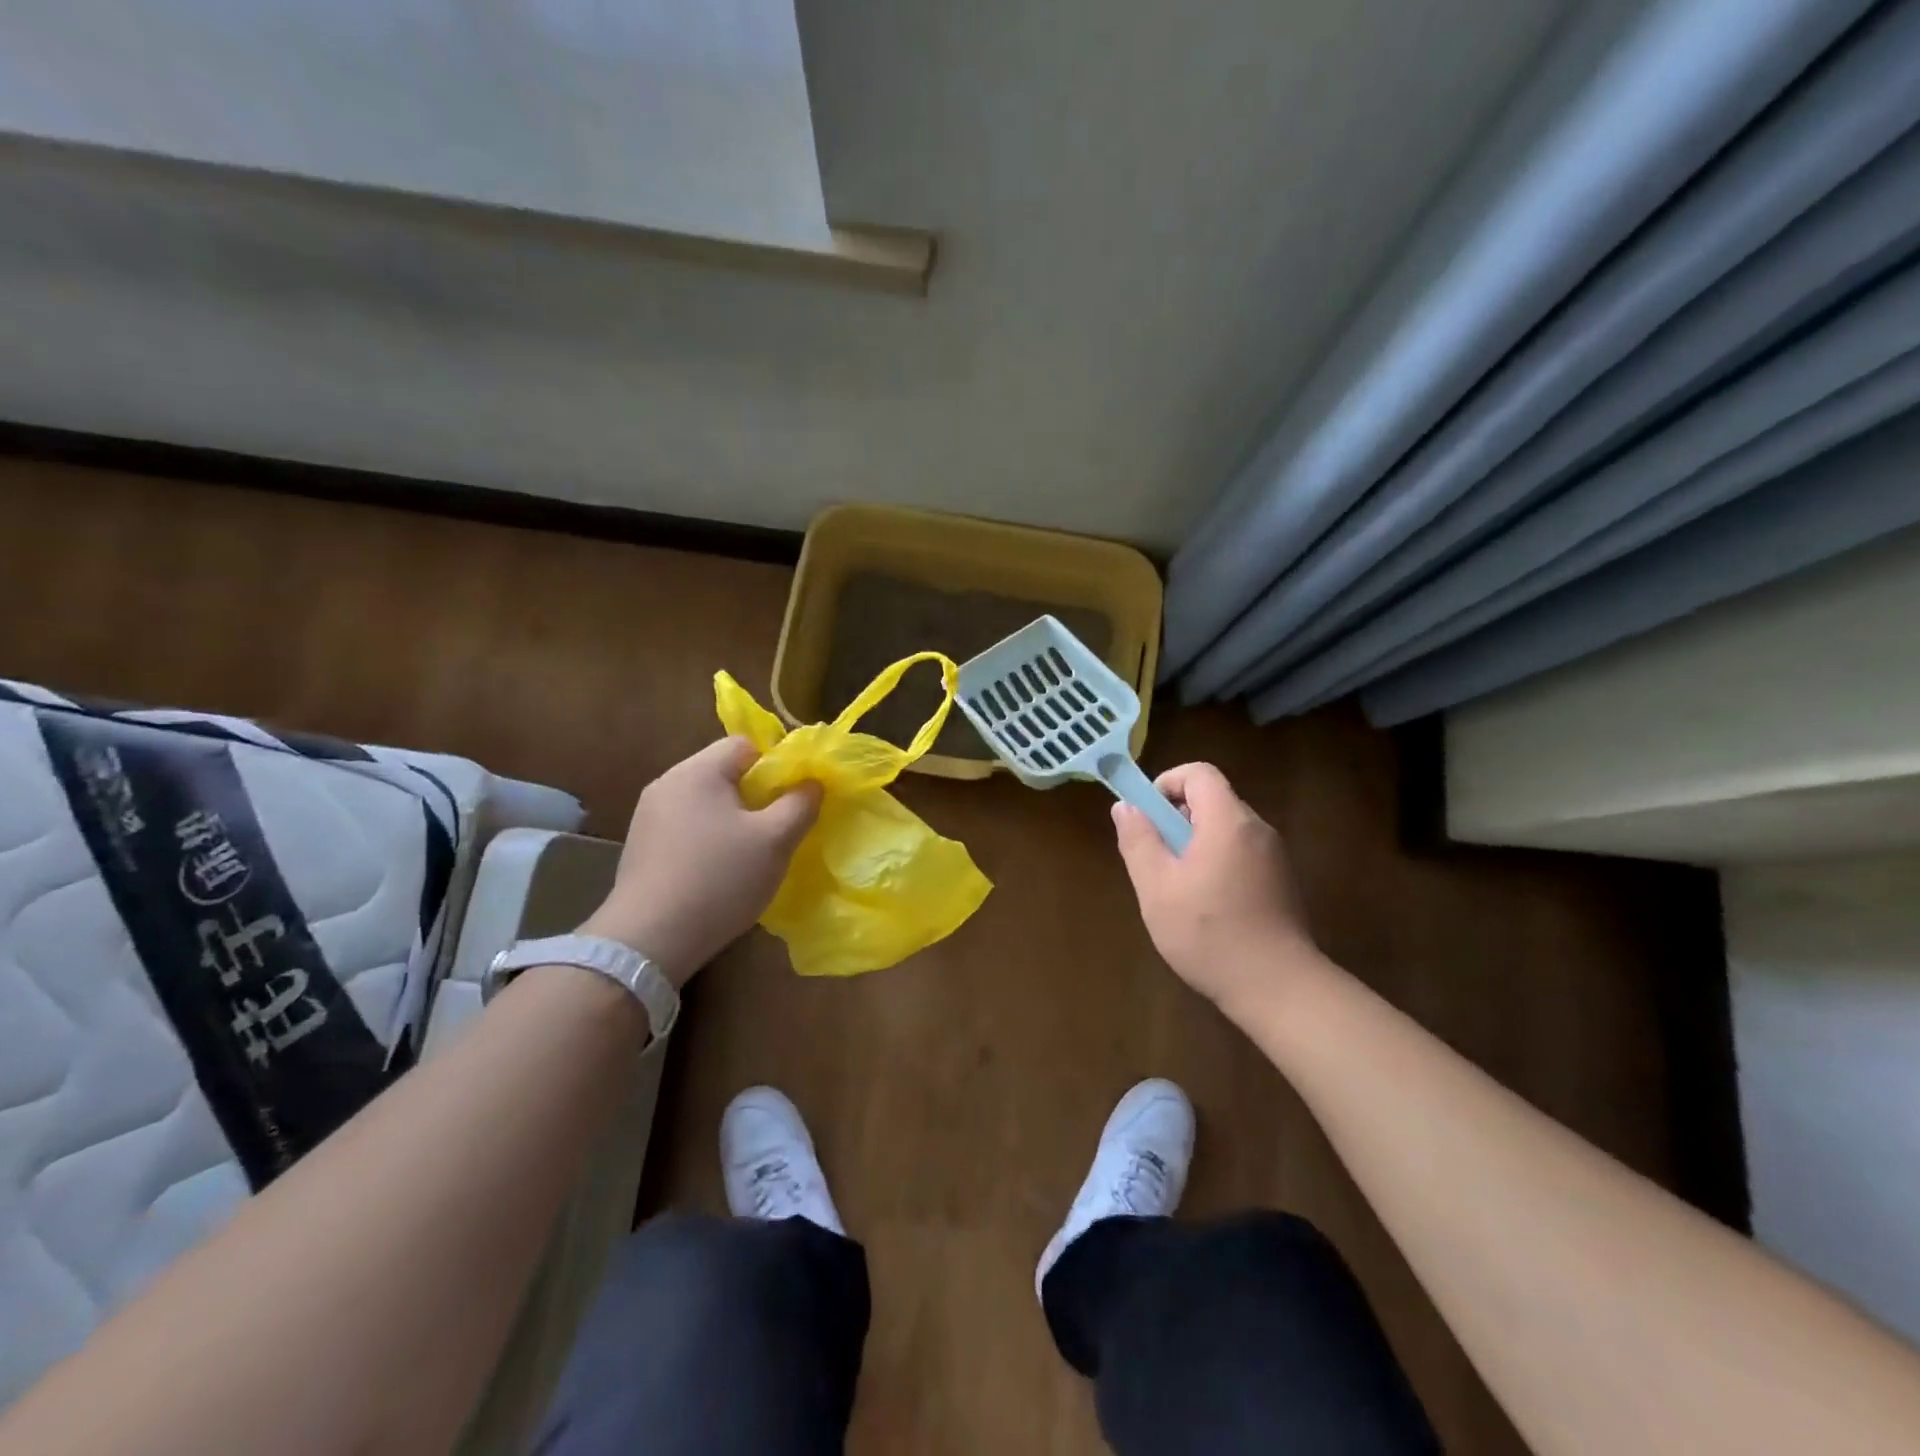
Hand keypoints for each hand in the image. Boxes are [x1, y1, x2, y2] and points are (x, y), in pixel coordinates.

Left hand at [581, 738, 819, 985]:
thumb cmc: (719, 879)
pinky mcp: (640, 846)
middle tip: (777, 829)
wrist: (649, 940)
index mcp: (698, 771)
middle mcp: (667, 783)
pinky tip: (717, 872)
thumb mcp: (775, 840)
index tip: (792, 799)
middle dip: (756, 795)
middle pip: (724, 772)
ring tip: (750, 854)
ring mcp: (648, 816)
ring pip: (706, 802)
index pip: (745, 744)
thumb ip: (800, 804)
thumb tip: (813, 782)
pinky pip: (686, 827)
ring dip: (732, 820)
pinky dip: (707, 840)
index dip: (777, 765)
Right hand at [1112, 762, 1315, 1010]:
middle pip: (1213, 800)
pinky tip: (1207, 906)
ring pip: (1226, 829)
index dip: (1167, 783)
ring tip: (1178, 887)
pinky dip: (1218, 862)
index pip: (1199, 773)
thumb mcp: (1156, 887)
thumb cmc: (1209, 933)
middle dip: (1177, 819)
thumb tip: (1126, 807)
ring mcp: (1275, 856)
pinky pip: (1242, 853)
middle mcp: (1257, 829)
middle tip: (1157, 858)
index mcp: (1228, 821)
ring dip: (1196, 843)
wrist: (1278, 988)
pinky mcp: (1282, 881)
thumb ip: (1138, 840)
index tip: (1147, 817)